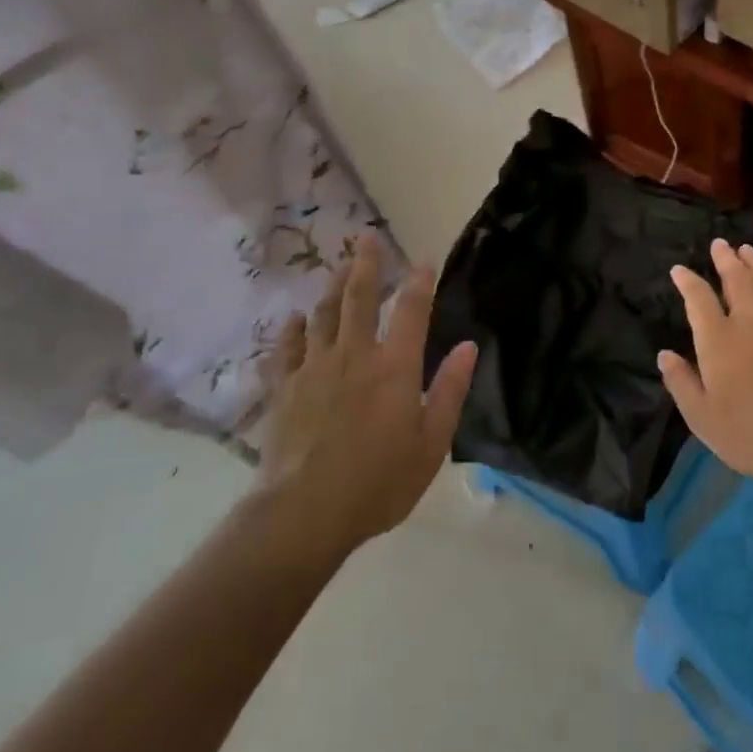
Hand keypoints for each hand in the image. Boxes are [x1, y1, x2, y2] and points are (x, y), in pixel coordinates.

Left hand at [252, 233, 476, 559]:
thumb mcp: (431, 443)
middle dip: (367, 264)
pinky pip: (286, 348)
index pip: (412, 310)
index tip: (424, 260)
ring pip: (323, 314)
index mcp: (395, 366)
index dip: (420, 282)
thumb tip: (469, 346)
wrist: (304, 514)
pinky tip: (294, 320)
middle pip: (360, 298)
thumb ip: (450, 390)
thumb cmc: (379, 482)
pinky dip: (292, 330)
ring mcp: (314, 368)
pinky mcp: (283, 388)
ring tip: (340, 268)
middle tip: (367, 237)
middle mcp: (354, 355)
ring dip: (333, 287)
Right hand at [660, 239, 752, 491]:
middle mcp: (749, 323)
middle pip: (736, 281)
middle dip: (725, 260)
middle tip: (719, 244)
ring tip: (747, 249)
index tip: (679, 270)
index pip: (699, 299)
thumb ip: (681, 383)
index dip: (687, 282)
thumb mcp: (702, 418)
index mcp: (718, 341)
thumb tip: (664, 355)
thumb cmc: (751, 434)